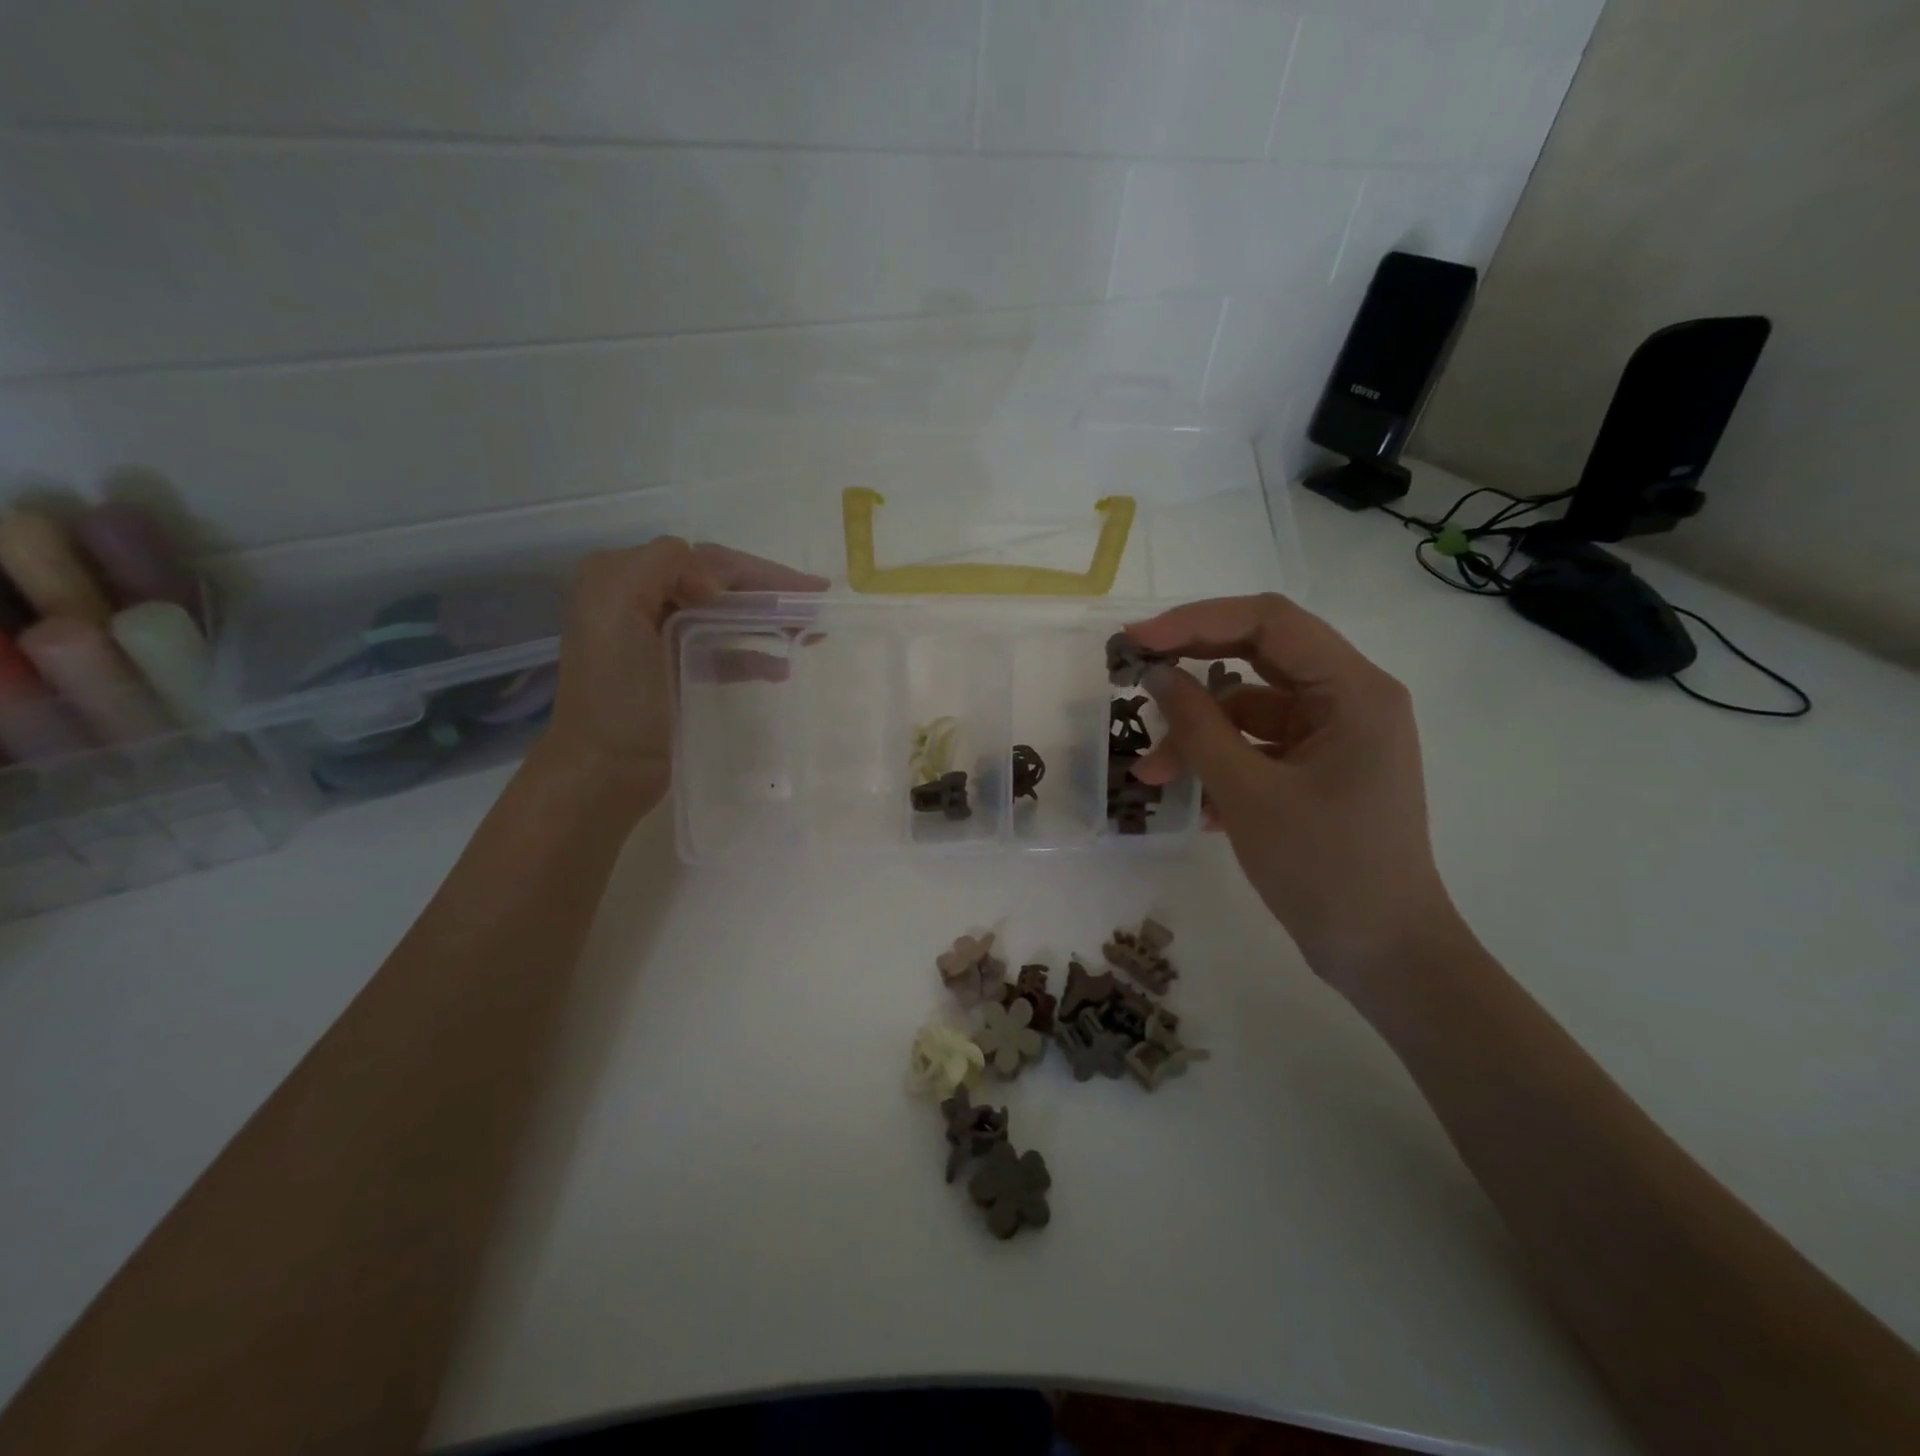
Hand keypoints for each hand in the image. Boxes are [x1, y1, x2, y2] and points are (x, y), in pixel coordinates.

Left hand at [533, 538, 826, 817]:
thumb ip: (660, 567)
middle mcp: (639, 600)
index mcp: (622, 578)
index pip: (703, 559)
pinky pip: (722, 650)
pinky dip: (753, 653)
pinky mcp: (675, 672)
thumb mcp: (616, 610)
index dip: (753, 570)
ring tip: (812, 631)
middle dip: (768, 591)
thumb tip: (713, 584)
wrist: (603, 770)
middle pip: (719, 583)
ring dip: (768, 619)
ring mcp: (659, 638)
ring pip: (725, 615)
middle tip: (818, 601)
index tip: (794, 594)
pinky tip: (783, 666)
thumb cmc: (614, 694)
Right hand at [1124, 594, 1454, 986]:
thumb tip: (1156, 675)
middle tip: (1132, 678)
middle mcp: (1351, 700)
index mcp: (1354, 690)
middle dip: (1192, 671)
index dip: (1195, 621)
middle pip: (1259, 657)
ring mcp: (1338, 736)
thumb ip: (1197, 727)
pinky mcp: (1323, 769)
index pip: (1268, 622)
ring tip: (1151, 776)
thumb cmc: (1324, 869)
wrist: (1385, 955)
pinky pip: (1261, 747)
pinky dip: (1224, 764)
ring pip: (1253, 709)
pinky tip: (1196, 805)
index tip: (1137, 641)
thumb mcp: (1247, 793)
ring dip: (1200, 736)